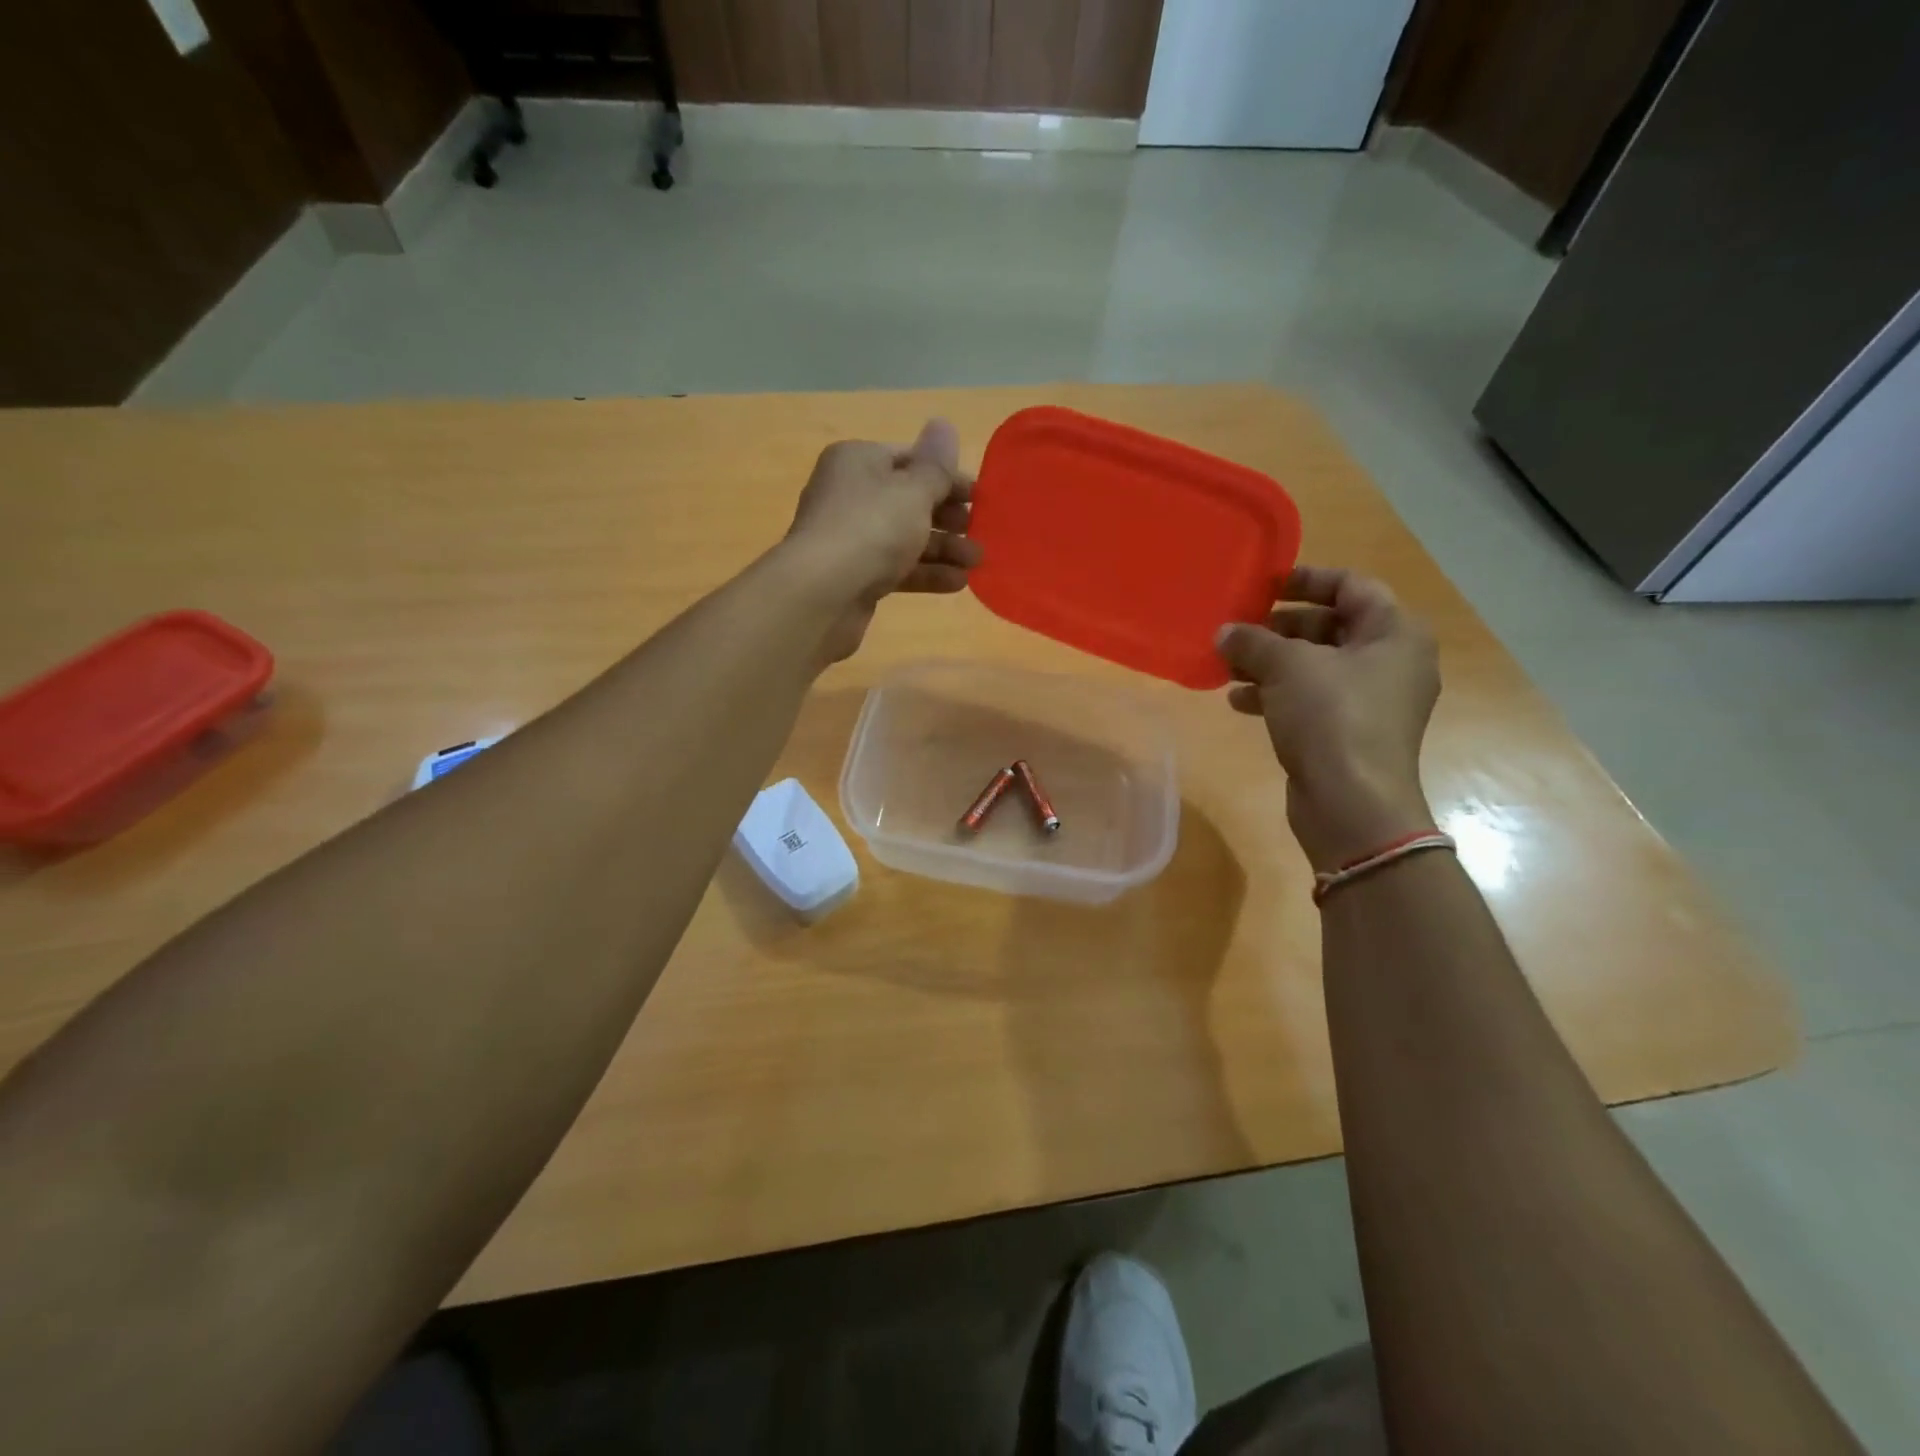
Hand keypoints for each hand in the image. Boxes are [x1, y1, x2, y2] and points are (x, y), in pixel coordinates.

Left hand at [783, 420, 979, 662]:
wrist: (821, 594)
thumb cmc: (871, 529)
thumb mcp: (913, 490)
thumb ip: (936, 465)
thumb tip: (944, 425)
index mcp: (858, 461)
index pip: (910, 459)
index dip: (947, 476)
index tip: (980, 497)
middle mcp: (850, 495)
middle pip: (909, 500)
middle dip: (948, 517)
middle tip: (979, 531)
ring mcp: (850, 539)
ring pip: (905, 537)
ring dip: (943, 548)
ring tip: (977, 562)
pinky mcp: (854, 576)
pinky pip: (896, 568)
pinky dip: (925, 573)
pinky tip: (957, 583)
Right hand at [1215, 566, 1439, 871]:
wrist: (1352, 803)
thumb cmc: (1332, 717)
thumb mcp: (1287, 667)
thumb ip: (1253, 641)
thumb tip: (1224, 632)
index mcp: (1395, 633)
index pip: (1352, 586)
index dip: (1307, 579)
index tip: (1264, 584)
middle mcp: (1391, 663)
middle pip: (1331, 627)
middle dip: (1280, 627)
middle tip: (1240, 627)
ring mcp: (1372, 702)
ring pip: (1315, 667)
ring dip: (1271, 663)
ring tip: (1228, 665)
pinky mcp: (1349, 733)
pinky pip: (1311, 700)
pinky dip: (1276, 695)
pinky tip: (1238, 701)